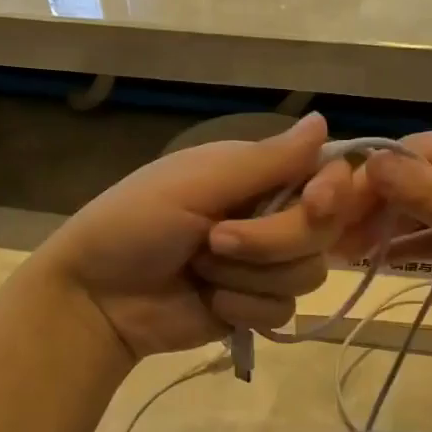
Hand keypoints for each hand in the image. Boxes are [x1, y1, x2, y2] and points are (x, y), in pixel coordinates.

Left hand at [32, 113, 351, 359]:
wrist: (98, 299)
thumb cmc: (134, 224)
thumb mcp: (196, 183)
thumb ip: (266, 161)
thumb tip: (324, 120)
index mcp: (257, 176)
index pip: (328, 177)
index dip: (333, 193)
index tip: (314, 205)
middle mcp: (270, 217)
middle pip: (322, 232)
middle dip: (270, 242)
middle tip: (215, 241)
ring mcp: (266, 266)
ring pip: (307, 275)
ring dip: (249, 276)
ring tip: (200, 271)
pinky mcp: (257, 307)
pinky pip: (284, 311)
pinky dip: (244, 308)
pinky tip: (210, 301)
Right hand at [339, 132, 431, 351]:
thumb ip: (431, 196)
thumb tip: (371, 160)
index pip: (416, 153)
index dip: (369, 178)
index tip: (327, 206)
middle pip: (422, 181)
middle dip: (377, 206)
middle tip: (330, 238)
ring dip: (395, 230)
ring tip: (346, 254)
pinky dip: (423, 248)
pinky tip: (388, 262)